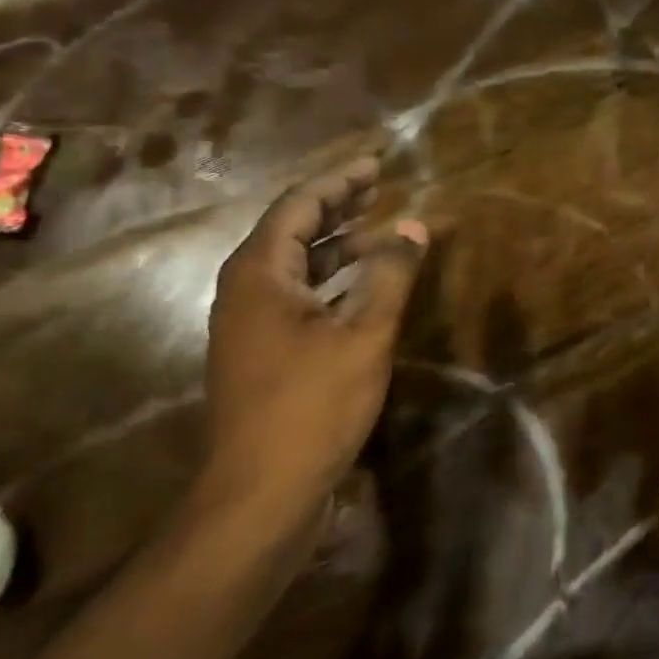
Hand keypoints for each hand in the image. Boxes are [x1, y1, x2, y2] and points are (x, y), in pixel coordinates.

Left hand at [197, 157, 426, 527]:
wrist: (260, 493)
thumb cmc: (312, 406)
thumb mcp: (363, 335)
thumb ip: (389, 276)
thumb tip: (414, 227)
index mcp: (259, 272)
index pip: (299, 205)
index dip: (340, 182)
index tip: (377, 164)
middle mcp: (245, 290)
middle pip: (292, 232)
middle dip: (338, 209)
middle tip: (380, 189)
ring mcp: (248, 325)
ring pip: (295, 269)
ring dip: (336, 249)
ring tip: (379, 235)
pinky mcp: (260, 355)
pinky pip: (296, 300)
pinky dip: (330, 285)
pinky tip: (361, 292)